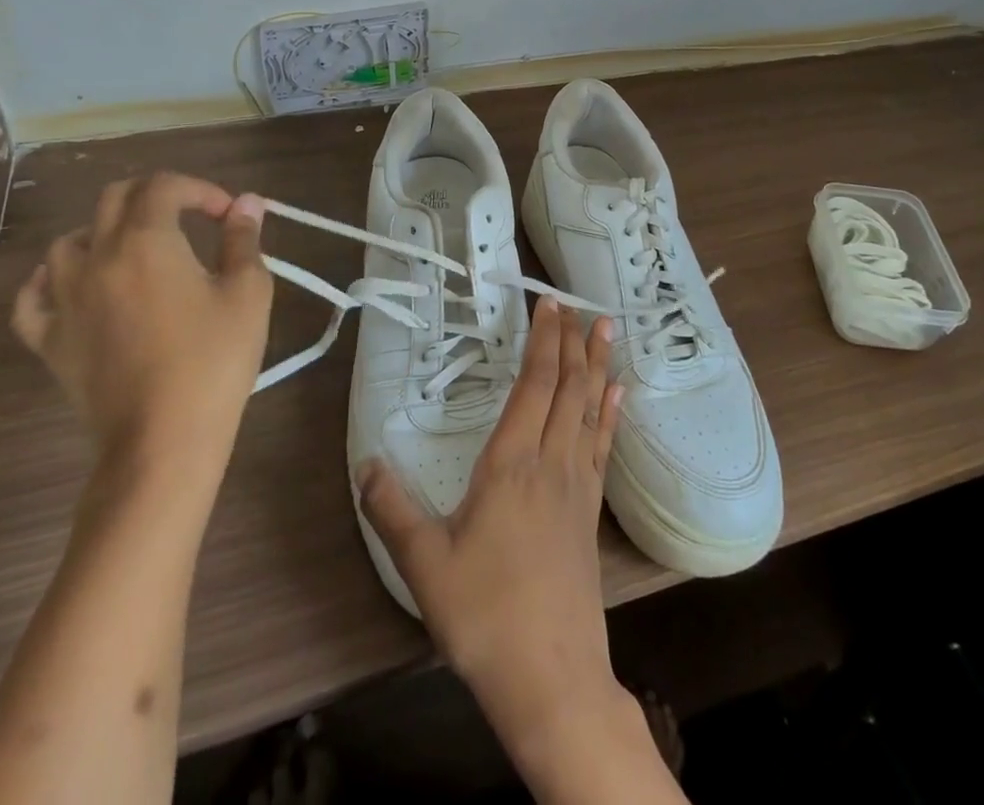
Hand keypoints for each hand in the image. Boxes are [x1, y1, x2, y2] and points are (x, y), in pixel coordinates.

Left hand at [12, 174, 273, 461]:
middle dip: (155, 196)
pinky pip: (32, 297)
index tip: (229, 215)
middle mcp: (96, 257)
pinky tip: (72, 286)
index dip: (201, 189)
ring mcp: (64, 300)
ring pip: (69, 241)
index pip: (164, 186)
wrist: (163, 439)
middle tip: (189, 218)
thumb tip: (248, 202)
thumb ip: (244, 240)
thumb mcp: (247, 292)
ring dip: (105, 231)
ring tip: (136, 249)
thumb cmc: (214, 360)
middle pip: (114, 199)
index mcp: (145, 241)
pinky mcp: (49, 340)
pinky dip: (49, 281)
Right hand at [355, 299, 630, 763]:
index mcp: (511, 464)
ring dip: (597, 365)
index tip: (549, 304)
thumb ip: (392, 510)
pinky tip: (618, 395)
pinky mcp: (590, 512)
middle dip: (571, 341)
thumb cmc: (485, 615)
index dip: (543, 340)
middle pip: (567, 387)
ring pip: (590, 409)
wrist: (551, 679)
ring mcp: (577, 487)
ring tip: (606, 329)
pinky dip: (610, 413)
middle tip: (576, 303)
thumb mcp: (424, 565)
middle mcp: (550, 462)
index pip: (533, 384)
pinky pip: (602, 446)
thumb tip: (365, 464)